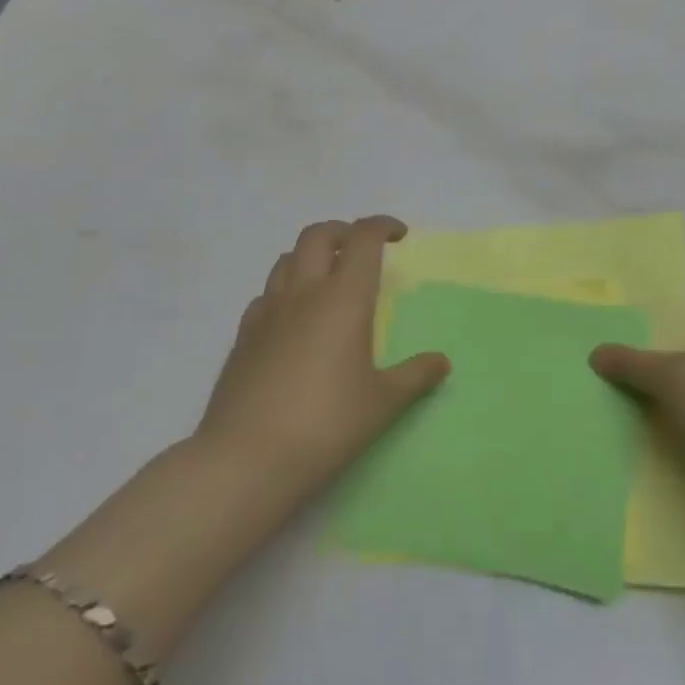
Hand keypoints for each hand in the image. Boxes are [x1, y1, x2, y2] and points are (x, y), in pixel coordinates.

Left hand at [196, 217, 449, 505]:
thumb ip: (415, 376)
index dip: (382, 226)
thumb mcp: (382, 403)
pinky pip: (265, 295)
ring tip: (327, 277)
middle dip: (343, 230)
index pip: (362, 239)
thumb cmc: (326, 425)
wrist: (246, 459)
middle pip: (318, 235)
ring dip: (310, 255)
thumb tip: (442, 362)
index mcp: (343, 299)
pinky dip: (284, 291)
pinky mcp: (242, 336)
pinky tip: (292, 319)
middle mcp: (303, 294)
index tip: (399, 235)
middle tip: (361, 248)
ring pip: (286, 260)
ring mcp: (267, 312)